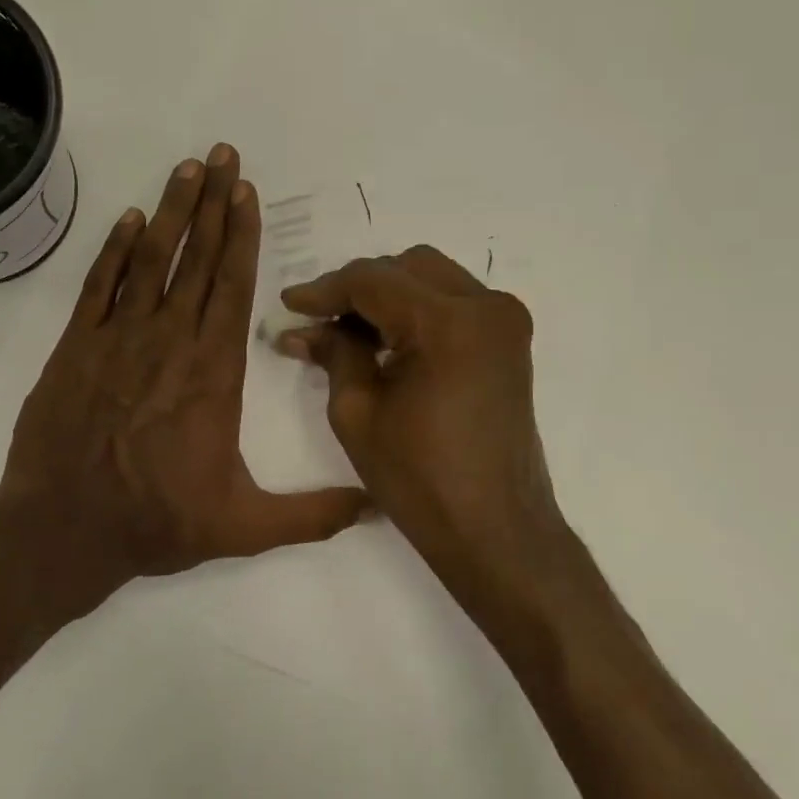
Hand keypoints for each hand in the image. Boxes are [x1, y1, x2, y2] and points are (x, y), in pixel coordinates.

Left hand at [0, 145, 368, 608]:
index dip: (242, 236)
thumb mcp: (245, 527)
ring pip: (150, 260)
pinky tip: (127, 219)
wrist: (64, 529)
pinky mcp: (74, 347)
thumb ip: (314, 515)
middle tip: (222, 153)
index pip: (233, 287)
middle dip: (213, 203)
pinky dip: (113, 249)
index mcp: (212, 373)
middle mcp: (169, 341)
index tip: (246, 191)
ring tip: (186, 168)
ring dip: (169, 211)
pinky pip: (98, 285)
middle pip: (197, 259)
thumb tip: (378, 507)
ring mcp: (117, 339)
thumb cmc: (157, 523)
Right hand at [277, 247, 568, 629]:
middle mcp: (486, 306)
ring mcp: (505, 321)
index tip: (289, 304)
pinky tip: (386, 341)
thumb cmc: (419, 480)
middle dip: (357, 288)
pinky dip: (416, 311)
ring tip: (347, 334)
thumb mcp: (357, 413)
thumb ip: (334, 354)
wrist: (495, 530)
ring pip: (431, 279)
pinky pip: (453, 303)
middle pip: (405, 267)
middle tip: (319, 321)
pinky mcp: (509, 341)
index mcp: (449, 322)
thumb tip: (302, 329)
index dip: (324, 290)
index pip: (372, 280)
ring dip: (387, 297)